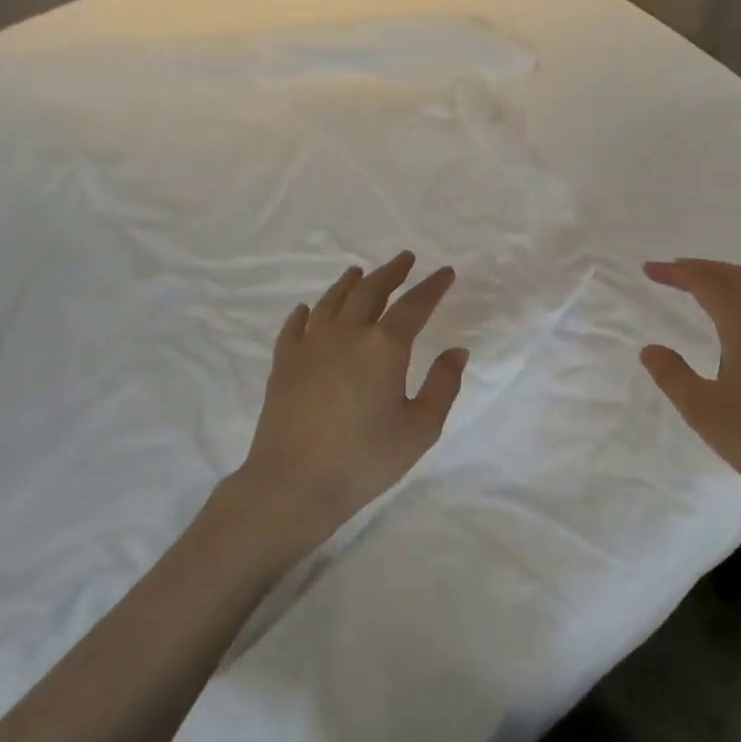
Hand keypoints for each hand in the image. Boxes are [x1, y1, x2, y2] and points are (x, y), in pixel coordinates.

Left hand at [230, 253, 468, 557]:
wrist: (294, 482)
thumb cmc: (365, 458)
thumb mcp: (420, 428)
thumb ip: (443, 386)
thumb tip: (456, 351)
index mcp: (384, 346)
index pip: (413, 305)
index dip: (432, 286)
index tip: (445, 272)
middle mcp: (347, 334)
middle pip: (370, 291)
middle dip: (391, 272)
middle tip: (404, 259)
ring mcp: (310, 346)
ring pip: (331, 302)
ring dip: (349, 283)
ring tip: (359, 271)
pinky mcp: (284, 364)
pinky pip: (295, 327)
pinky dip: (305, 313)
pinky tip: (307, 310)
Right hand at [640, 259, 740, 517]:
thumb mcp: (702, 410)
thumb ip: (672, 375)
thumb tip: (651, 349)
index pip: (708, 284)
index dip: (678, 273)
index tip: (650, 270)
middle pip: (739, 277)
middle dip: (704, 268)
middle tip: (674, 272)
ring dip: (731, 280)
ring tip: (708, 288)